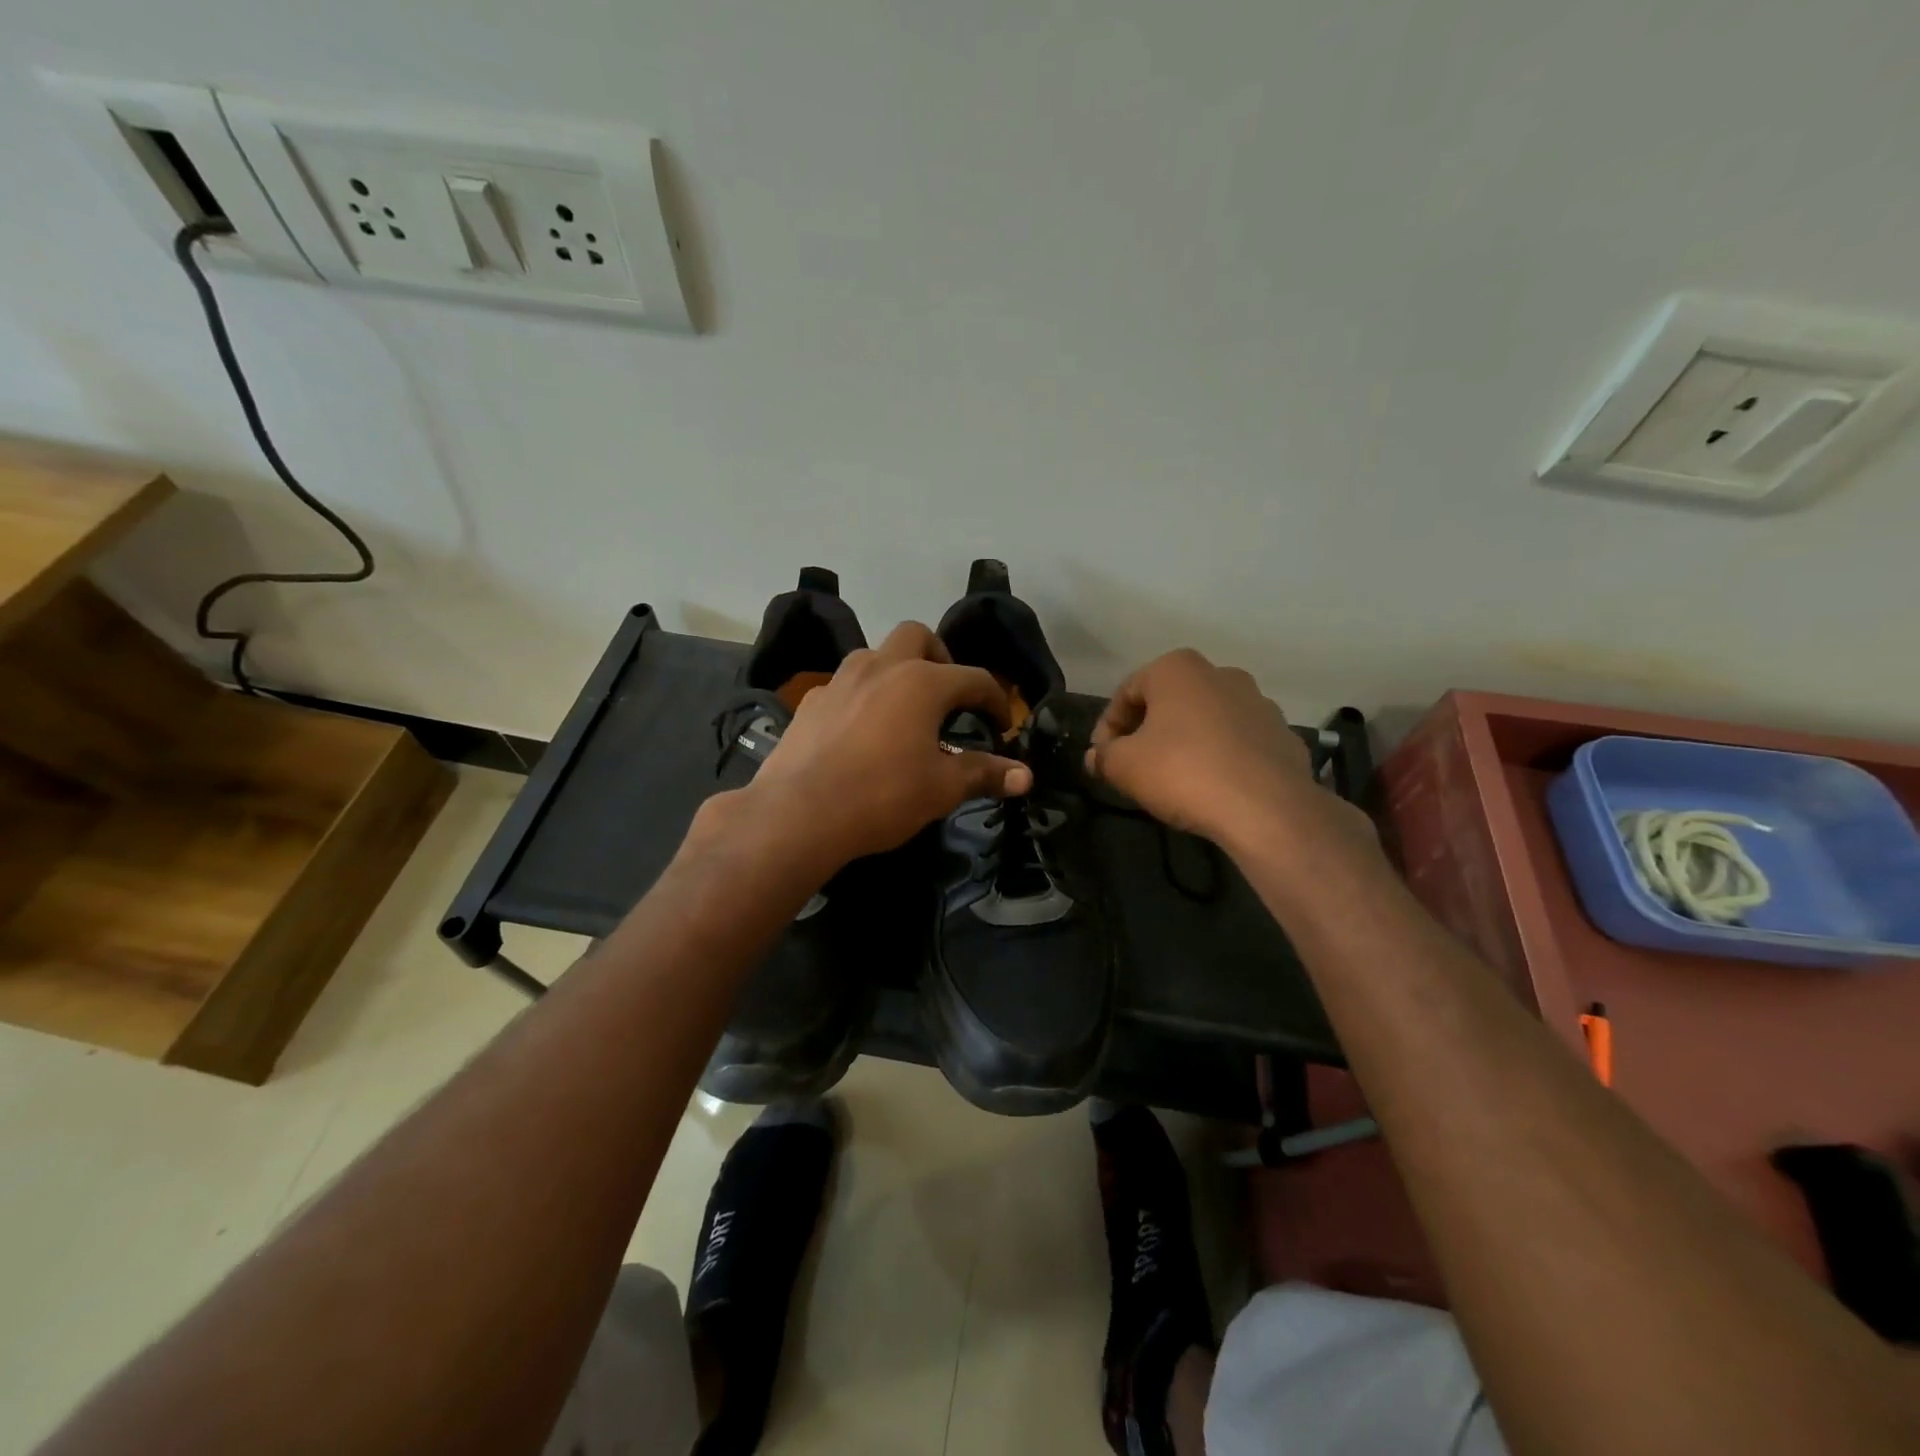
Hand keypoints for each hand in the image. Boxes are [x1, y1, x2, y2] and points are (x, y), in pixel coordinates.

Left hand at [740, 622, 1032, 867]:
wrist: (799, 813)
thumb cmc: (882, 796)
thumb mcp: (941, 789)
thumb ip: (983, 774)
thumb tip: (1025, 776)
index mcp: (922, 682)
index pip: (974, 678)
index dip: (995, 700)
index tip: (1001, 725)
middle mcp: (881, 667)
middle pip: (917, 636)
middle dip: (940, 657)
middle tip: (948, 695)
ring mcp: (840, 680)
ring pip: (876, 656)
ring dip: (897, 672)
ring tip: (904, 711)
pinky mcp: (810, 702)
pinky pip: (845, 686)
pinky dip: (862, 698)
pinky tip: (861, 732)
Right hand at [1084, 648, 1337, 850]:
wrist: (1266, 808)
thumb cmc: (1182, 772)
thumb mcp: (1124, 766)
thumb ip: (1103, 756)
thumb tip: (1095, 757)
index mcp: (1177, 669)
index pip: (1126, 692)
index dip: (1107, 727)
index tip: (1102, 757)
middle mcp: (1221, 674)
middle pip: (1169, 701)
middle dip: (1147, 730)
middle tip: (1133, 765)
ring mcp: (1258, 702)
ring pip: (1206, 719)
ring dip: (1185, 741)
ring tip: (1173, 778)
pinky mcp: (1283, 735)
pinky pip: (1238, 742)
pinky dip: (1220, 756)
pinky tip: (1212, 786)